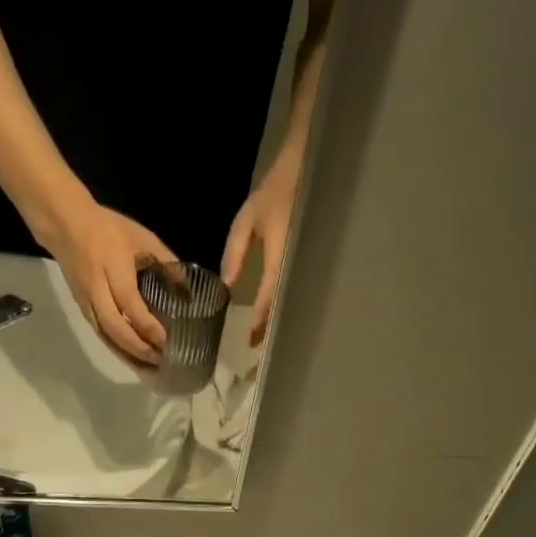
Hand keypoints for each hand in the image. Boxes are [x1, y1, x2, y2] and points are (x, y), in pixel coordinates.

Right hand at [39, 197, 178, 362]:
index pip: (130, 304)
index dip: (148, 325)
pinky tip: (133, 361)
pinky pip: (100, 336)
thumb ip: (166, 262)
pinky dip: (117, 351)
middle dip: (139, 348)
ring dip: (128, 356)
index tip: (167, 340)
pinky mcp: (82, 310)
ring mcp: (86, 302)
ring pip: (106, 337)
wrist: (65, 224)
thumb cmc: (109, 229)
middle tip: (162, 360)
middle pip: (115, 327)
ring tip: (150, 371)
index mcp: (113, 269)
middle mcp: (97, 290)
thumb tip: (189, 290)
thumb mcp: (142, 238)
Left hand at [222, 159, 299, 346]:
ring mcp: (306, 271)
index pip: (270, 295)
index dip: (261, 320)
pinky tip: (277, 331)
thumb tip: (226, 287)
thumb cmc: (276, 193)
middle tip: (260, 365)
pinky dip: (284, 317)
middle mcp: (296, 268)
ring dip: (280, 333)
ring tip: (268, 356)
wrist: (309, 171)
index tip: (251, 343)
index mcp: (281, 255)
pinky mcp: (308, 271)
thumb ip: (235, 253)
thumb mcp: (248, 221)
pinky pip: (295, 298)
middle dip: (273, 339)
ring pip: (292, 309)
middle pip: (285, 312)